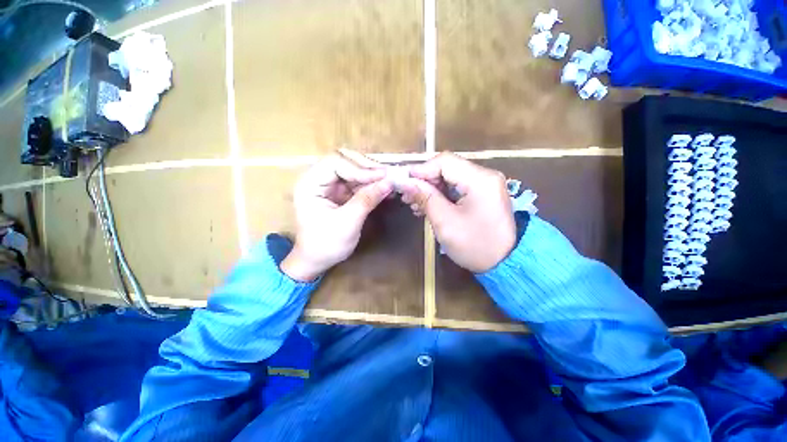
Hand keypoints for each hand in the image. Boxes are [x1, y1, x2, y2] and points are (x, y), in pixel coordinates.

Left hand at [281, 150, 392, 281]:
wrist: (316, 261)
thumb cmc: (326, 245)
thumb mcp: (347, 223)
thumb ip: (367, 200)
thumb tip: (389, 182)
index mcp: (310, 183)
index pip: (336, 163)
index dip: (361, 168)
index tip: (383, 176)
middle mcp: (318, 179)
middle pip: (344, 161)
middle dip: (367, 167)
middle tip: (387, 175)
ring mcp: (329, 185)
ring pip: (353, 169)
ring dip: (371, 175)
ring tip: (389, 180)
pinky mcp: (339, 192)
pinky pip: (357, 182)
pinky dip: (370, 184)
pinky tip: (383, 187)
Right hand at [398, 152, 515, 272]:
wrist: (505, 263)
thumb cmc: (474, 245)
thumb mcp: (445, 222)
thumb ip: (425, 198)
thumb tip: (405, 182)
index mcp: (480, 180)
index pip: (445, 162)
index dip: (421, 169)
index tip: (403, 181)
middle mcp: (485, 176)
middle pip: (447, 168)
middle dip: (424, 180)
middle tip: (406, 195)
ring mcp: (485, 184)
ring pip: (450, 177)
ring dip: (430, 188)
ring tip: (414, 202)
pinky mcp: (482, 193)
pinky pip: (456, 187)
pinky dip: (440, 194)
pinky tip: (427, 206)